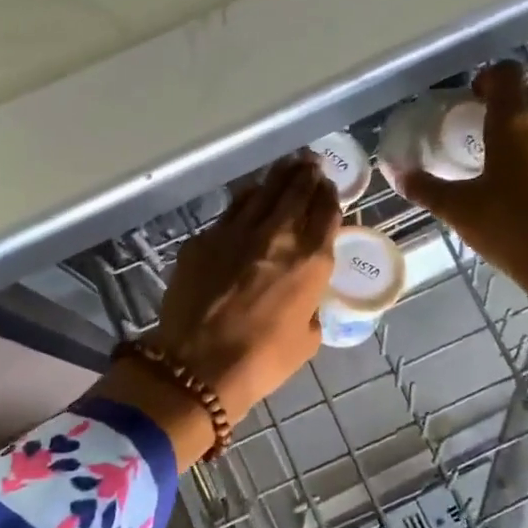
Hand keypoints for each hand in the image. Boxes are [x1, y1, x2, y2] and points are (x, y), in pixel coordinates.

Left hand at [146, 151, 339, 423]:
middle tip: (311, 163)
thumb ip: (310, 305)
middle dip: (307, 174)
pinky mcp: (205, 238)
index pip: (326, 212)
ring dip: (279, 176)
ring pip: (263, 191)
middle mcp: (278, 235)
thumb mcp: (307, 338)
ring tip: (287, 166)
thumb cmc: (262, 360)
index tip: (328, 186)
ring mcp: (237, 231)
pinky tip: (249, 195)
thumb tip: (302, 295)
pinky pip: (232, 208)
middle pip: (296, 191)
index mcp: (311, 260)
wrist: (198, 365)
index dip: (329, 195)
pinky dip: (247, 198)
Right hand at [391, 62, 527, 313]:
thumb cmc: (513, 227)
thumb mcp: (460, 210)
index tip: (471, 99)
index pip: (505, 74)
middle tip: (479, 132)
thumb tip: (398, 174)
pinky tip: (527, 183)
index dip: (486, 79)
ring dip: (525, 131)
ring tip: (502, 160)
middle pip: (527, 96)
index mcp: (515, 120)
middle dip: (504, 107)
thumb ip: (426, 188)